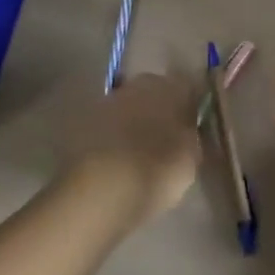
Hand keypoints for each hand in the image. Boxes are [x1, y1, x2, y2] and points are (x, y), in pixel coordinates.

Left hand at [65, 70, 202, 227]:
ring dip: (132, 122)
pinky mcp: (82, 121)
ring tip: (137, 153)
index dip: (190, 108)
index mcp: (172, 87)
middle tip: (164, 139)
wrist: (102, 190)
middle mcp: (139, 84)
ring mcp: (108, 100)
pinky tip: (115, 160)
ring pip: (128, 107)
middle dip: (159, 111)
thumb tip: (189, 130)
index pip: (188, 89)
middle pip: (154, 93)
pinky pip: (106, 126)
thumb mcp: (191, 158)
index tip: (191, 128)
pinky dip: (111, 137)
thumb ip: (192, 137)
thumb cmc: (158, 170)